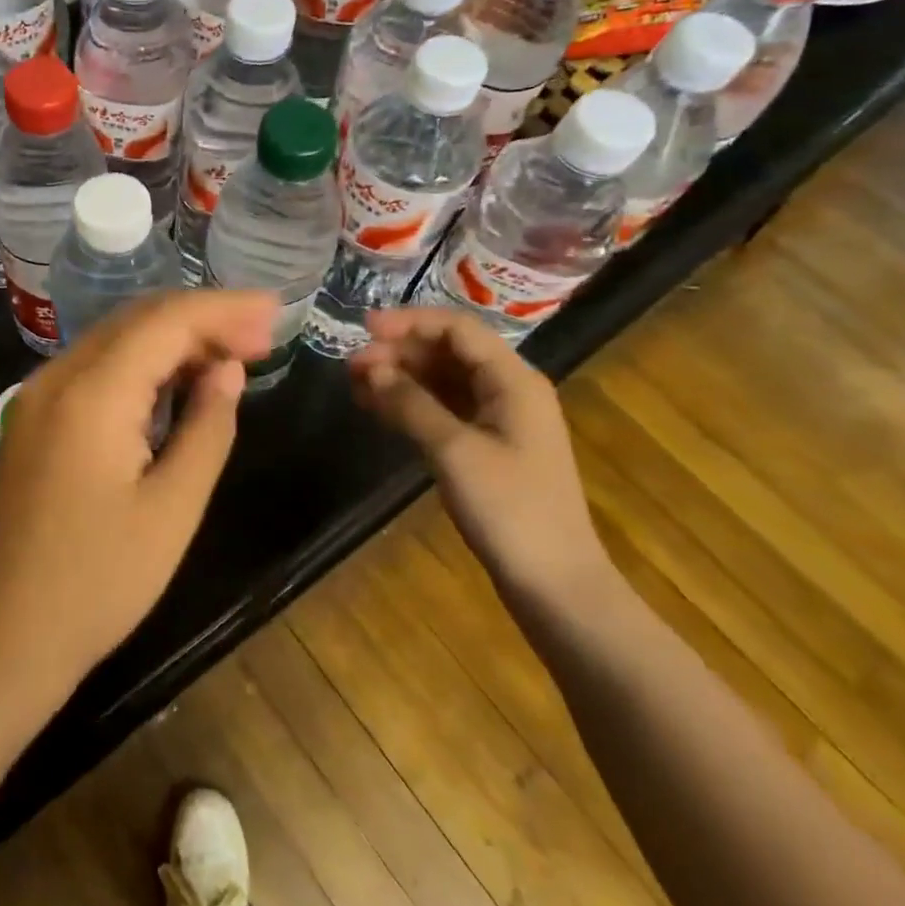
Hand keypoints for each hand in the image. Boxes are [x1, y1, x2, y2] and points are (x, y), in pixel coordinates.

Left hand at [0, 290, 278, 706]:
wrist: (12, 632)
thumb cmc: (101, 581)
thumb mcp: (173, 508)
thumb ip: (206, 427)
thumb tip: (228, 369)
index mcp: (91, 394)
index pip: (164, 322)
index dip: (223, 309)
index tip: (274, 310)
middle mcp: (56, 377)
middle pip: (137, 320)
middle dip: (202, 318)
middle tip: (262, 334)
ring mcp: (36, 395)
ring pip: (115, 339)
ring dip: (173, 338)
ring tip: (232, 353)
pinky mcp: (33, 417)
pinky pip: (94, 368)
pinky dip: (141, 364)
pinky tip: (177, 379)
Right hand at [350, 306, 610, 601]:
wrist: (553, 583)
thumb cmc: (510, 509)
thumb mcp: (455, 451)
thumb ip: (411, 403)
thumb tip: (371, 368)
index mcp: (513, 380)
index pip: (457, 329)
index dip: (409, 322)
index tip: (364, 328)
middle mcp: (507, 390)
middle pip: (448, 353)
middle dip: (399, 352)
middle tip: (351, 365)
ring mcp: (497, 420)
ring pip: (442, 381)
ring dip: (400, 378)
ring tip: (355, 384)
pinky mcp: (484, 447)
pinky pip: (442, 410)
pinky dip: (409, 404)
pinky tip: (376, 407)